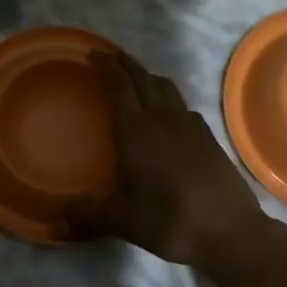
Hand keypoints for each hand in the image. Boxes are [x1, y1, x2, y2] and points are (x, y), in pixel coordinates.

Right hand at [70, 50, 285, 274]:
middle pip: (142, 78)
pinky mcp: (208, 136)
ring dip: (147, 77)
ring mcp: (189, 125)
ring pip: (166, 87)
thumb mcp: (121, 221)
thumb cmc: (170, 221)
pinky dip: (168, 98)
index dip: (106, 67)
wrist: (231, 231)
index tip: (93, 54)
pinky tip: (167, 114)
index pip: (118, 86)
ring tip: (136, 80)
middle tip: (109, 58)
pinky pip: (182, 105)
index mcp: (136, 131)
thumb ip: (87, 215)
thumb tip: (55, 221)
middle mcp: (162, 119)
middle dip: (125, 64)